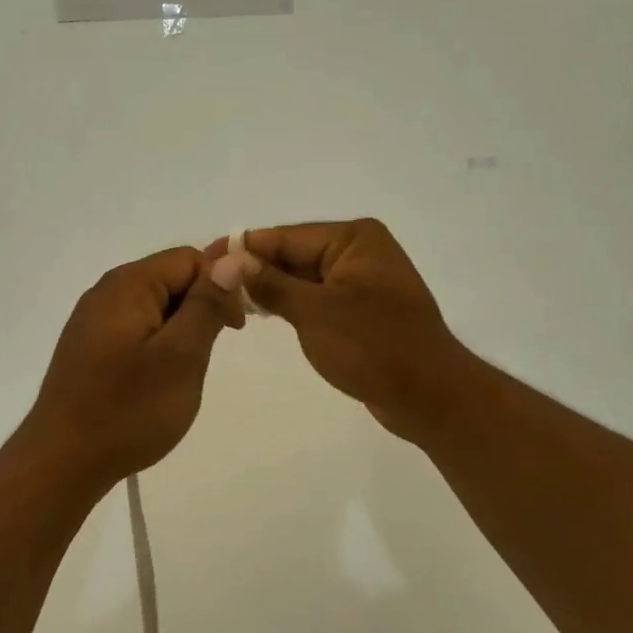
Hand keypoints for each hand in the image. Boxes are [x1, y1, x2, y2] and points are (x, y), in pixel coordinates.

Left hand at [20, 247, 251, 488]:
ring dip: (179, 331)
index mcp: (128, 284)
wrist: (62, 461)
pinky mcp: (88, 347)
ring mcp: (92, 320)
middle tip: (206, 357)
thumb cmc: (128, 410)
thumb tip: (232, 258)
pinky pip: (135, 329)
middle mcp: (106, 292)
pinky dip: (156, 345)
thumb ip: (207, 304)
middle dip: (200, 309)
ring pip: (154, 307)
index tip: (233, 329)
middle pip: (170, 279)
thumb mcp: (181, 356)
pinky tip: (156, 381)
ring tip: (182, 374)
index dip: (221, 285)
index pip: (189, 259)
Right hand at [218, 220, 473, 441]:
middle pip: (293, 254)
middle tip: (208, 284)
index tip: (203, 257)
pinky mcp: (361, 310)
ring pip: (302, 278)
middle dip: (254, 268)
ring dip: (269, 288)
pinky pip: (316, 298)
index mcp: (354, 239)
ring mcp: (361, 281)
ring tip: (226, 300)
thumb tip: (227, 261)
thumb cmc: (373, 346)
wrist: (430, 396)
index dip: (242, 248)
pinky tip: (262, 312)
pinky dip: (290, 304)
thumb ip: (269, 283)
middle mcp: (359, 252)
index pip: (285, 236)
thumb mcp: (314, 312)